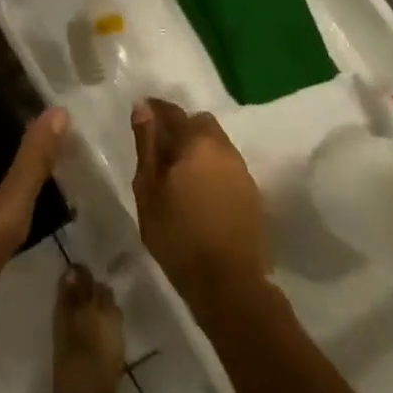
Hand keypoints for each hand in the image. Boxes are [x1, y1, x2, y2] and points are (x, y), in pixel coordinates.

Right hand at [131, 98, 267, 312]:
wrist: (230, 285)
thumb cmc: (178, 235)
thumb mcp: (148, 189)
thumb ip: (146, 144)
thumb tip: (142, 107)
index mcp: (196, 142)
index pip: (173, 111)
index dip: (154, 109)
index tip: (140, 115)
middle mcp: (224, 148)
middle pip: (200, 123)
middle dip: (180, 127)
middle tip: (160, 148)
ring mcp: (242, 171)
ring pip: (216, 144)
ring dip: (197, 147)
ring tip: (178, 172)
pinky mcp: (252, 193)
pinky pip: (226, 165)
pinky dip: (211, 167)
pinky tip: (198, 190)